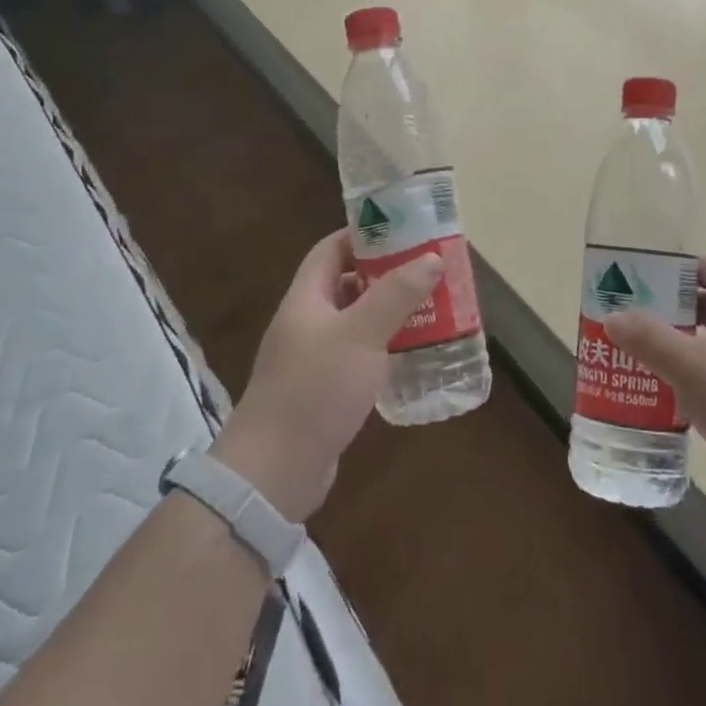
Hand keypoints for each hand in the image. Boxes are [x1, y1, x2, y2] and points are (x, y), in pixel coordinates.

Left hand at [213, 229, 441, 522]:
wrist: (273, 473)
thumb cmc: (315, 389)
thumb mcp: (361, 334)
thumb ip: (396, 294)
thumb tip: (431, 257)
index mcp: (306, 297)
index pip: (331, 249)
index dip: (364, 235)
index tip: (405, 232)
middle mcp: (307, 322)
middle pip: (348, 284)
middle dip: (387, 276)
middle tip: (429, 272)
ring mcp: (313, 358)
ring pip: (357, 322)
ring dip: (390, 314)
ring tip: (432, 309)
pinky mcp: (324, 391)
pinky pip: (359, 357)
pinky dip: (385, 350)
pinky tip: (414, 356)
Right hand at [604, 257, 705, 527]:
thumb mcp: (691, 368)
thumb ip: (649, 339)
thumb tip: (612, 316)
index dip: (678, 269)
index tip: (643, 279)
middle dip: (670, 310)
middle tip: (632, 319)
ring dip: (679, 348)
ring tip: (640, 358)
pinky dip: (693, 382)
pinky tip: (668, 400)